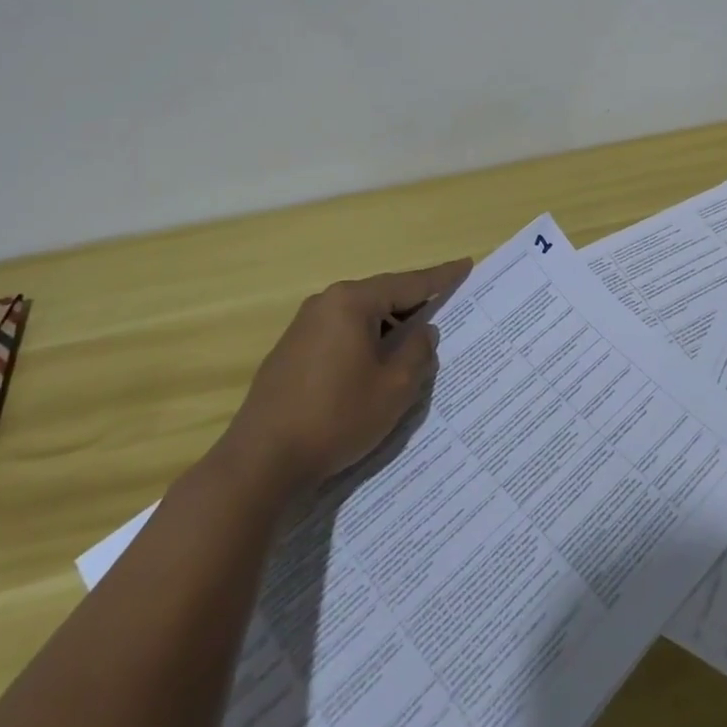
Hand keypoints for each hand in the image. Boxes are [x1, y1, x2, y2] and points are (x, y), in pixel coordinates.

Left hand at [221, 256, 472, 492]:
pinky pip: (340, 335)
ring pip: (360, 318)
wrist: (261, 461)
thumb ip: (417, 352)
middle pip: (382, 297)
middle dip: (413, 306)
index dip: (441, 278)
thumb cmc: (336, 417)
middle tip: (444, 311)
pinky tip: (373, 368)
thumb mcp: (394, 388)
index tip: (465, 265)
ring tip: (412, 348)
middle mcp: (325, 303)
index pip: (408, 284)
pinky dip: (364, 343)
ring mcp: (303, 327)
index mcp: (352, 302)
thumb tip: (422, 332)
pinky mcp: (290, 352)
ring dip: (387, 330)